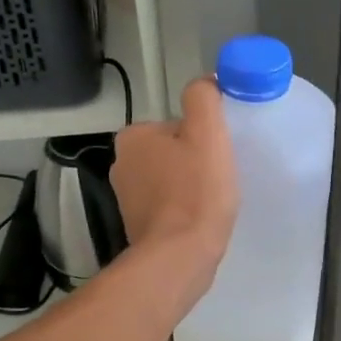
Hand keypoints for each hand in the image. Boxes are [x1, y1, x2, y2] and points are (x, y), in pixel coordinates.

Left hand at [112, 76, 239, 301]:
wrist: (179, 257)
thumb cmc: (195, 192)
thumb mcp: (207, 133)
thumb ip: (204, 98)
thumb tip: (205, 83)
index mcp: (133, 137)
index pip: (177, 125)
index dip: (203, 138)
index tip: (218, 156)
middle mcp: (122, 164)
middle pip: (173, 151)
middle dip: (196, 162)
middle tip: (218, 179)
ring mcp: (127, 198)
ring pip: (171, 180)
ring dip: (191, 187)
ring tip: (211, 202)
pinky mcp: (137, 226)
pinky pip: (168, 206)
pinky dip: (184, 210)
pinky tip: (200, 220)